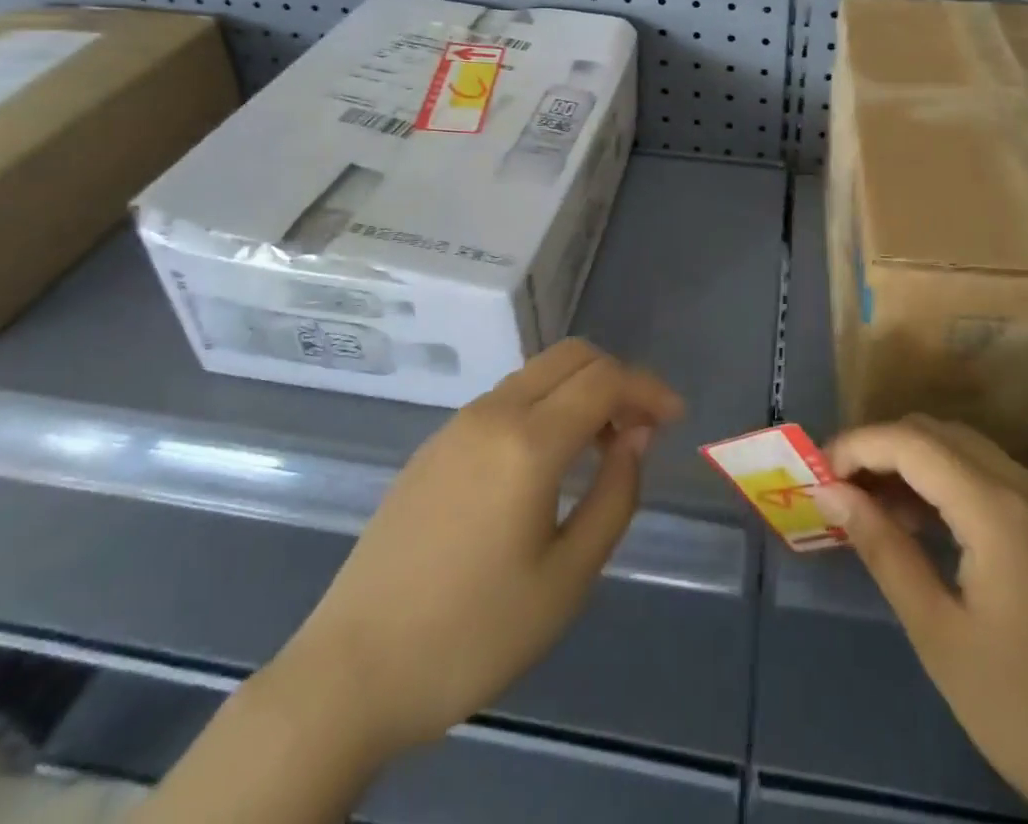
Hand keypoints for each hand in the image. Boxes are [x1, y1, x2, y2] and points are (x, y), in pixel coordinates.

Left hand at [280, 338, 683, 754]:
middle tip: (642, 427)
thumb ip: (615, 495)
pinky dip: (545, 405)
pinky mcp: (435, 445)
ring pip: (537, 373)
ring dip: (580, 390)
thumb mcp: (566, 579)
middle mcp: (492, 412)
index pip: (605, 379)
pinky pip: (507, 399)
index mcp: (527, 441)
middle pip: (571, 356)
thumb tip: (635, 434)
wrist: (352, 671)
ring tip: (602, 447)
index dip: (648, 389)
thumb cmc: (472, 634)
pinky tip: (548, 460)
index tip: (676, 419)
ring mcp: (457, 424)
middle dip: (617, 377)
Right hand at [818, 417, 1027, 823]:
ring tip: (868, 509)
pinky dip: (941, 483)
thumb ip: (884, 550)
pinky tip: (918, 525)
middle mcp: (1025, 486)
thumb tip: (832, 493)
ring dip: (909, 464)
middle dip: (880, 449)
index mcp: (997, 508)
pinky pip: (984, 476)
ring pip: (960, 448)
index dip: (857, 446)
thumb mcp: (940, 635)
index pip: (910, 441)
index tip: (816, 475)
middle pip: (935, 432)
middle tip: (838, 491)